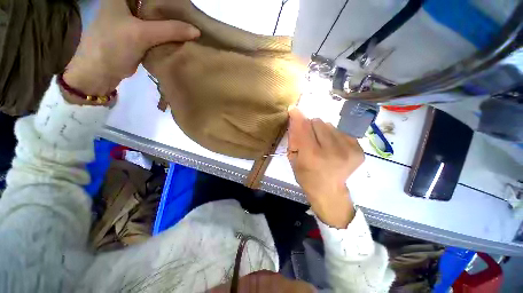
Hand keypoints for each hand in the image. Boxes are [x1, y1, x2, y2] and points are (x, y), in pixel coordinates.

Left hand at [64, 0, 199, 97]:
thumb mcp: (142, 34)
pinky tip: (178, 35)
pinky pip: (156, 30)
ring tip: (187, 23)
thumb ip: (170, 30)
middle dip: (169, 8)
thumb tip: (196, 31)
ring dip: (169, 21)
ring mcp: (132, 21)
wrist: (100, 72)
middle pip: (153, 3)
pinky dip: (166, 33)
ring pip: (155, 16)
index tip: (183, 3)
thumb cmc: (113, 46)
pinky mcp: (137, 36)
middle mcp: (127, 5)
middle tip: (189, 13)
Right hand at [287, 108, 363, 227]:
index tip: (293, 109)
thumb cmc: (307, 177)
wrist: (330, 191)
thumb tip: (295, 118)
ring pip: (329, 125)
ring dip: (322, 131)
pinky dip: (333, 136)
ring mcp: (349, 150)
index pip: (304, 128)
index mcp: (313, 156)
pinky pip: (340, 131)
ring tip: (322, 144)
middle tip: (310, 139)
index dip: (297, 117)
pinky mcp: (358, 149)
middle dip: (310, 127)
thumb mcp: (293, 160)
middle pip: (318, 122)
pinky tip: (333, 147)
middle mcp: (333, 151)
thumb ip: (294, 139)